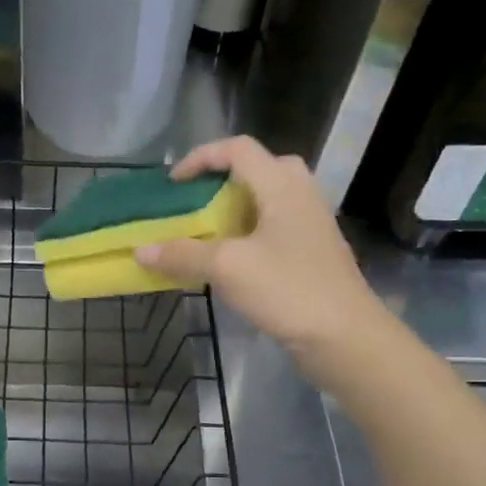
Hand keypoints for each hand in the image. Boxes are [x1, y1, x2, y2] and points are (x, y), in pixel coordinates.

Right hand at [135, 136, 391, 372]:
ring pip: (267, 200)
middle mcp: (300, 195)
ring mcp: (310, 224)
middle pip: (258, 169)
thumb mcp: (227, 268)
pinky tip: (230, 261)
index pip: (238, 149)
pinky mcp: (312, 252)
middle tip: (196, 203)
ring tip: (207, 232)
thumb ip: (182, 254)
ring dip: (233, 210)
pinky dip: (247, 233)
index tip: (173, 183)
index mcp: (282, 186)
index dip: (201, 158)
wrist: (344, 336)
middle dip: (221, 181)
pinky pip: (273, 227)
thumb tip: (141, 251)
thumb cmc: (288, 289)